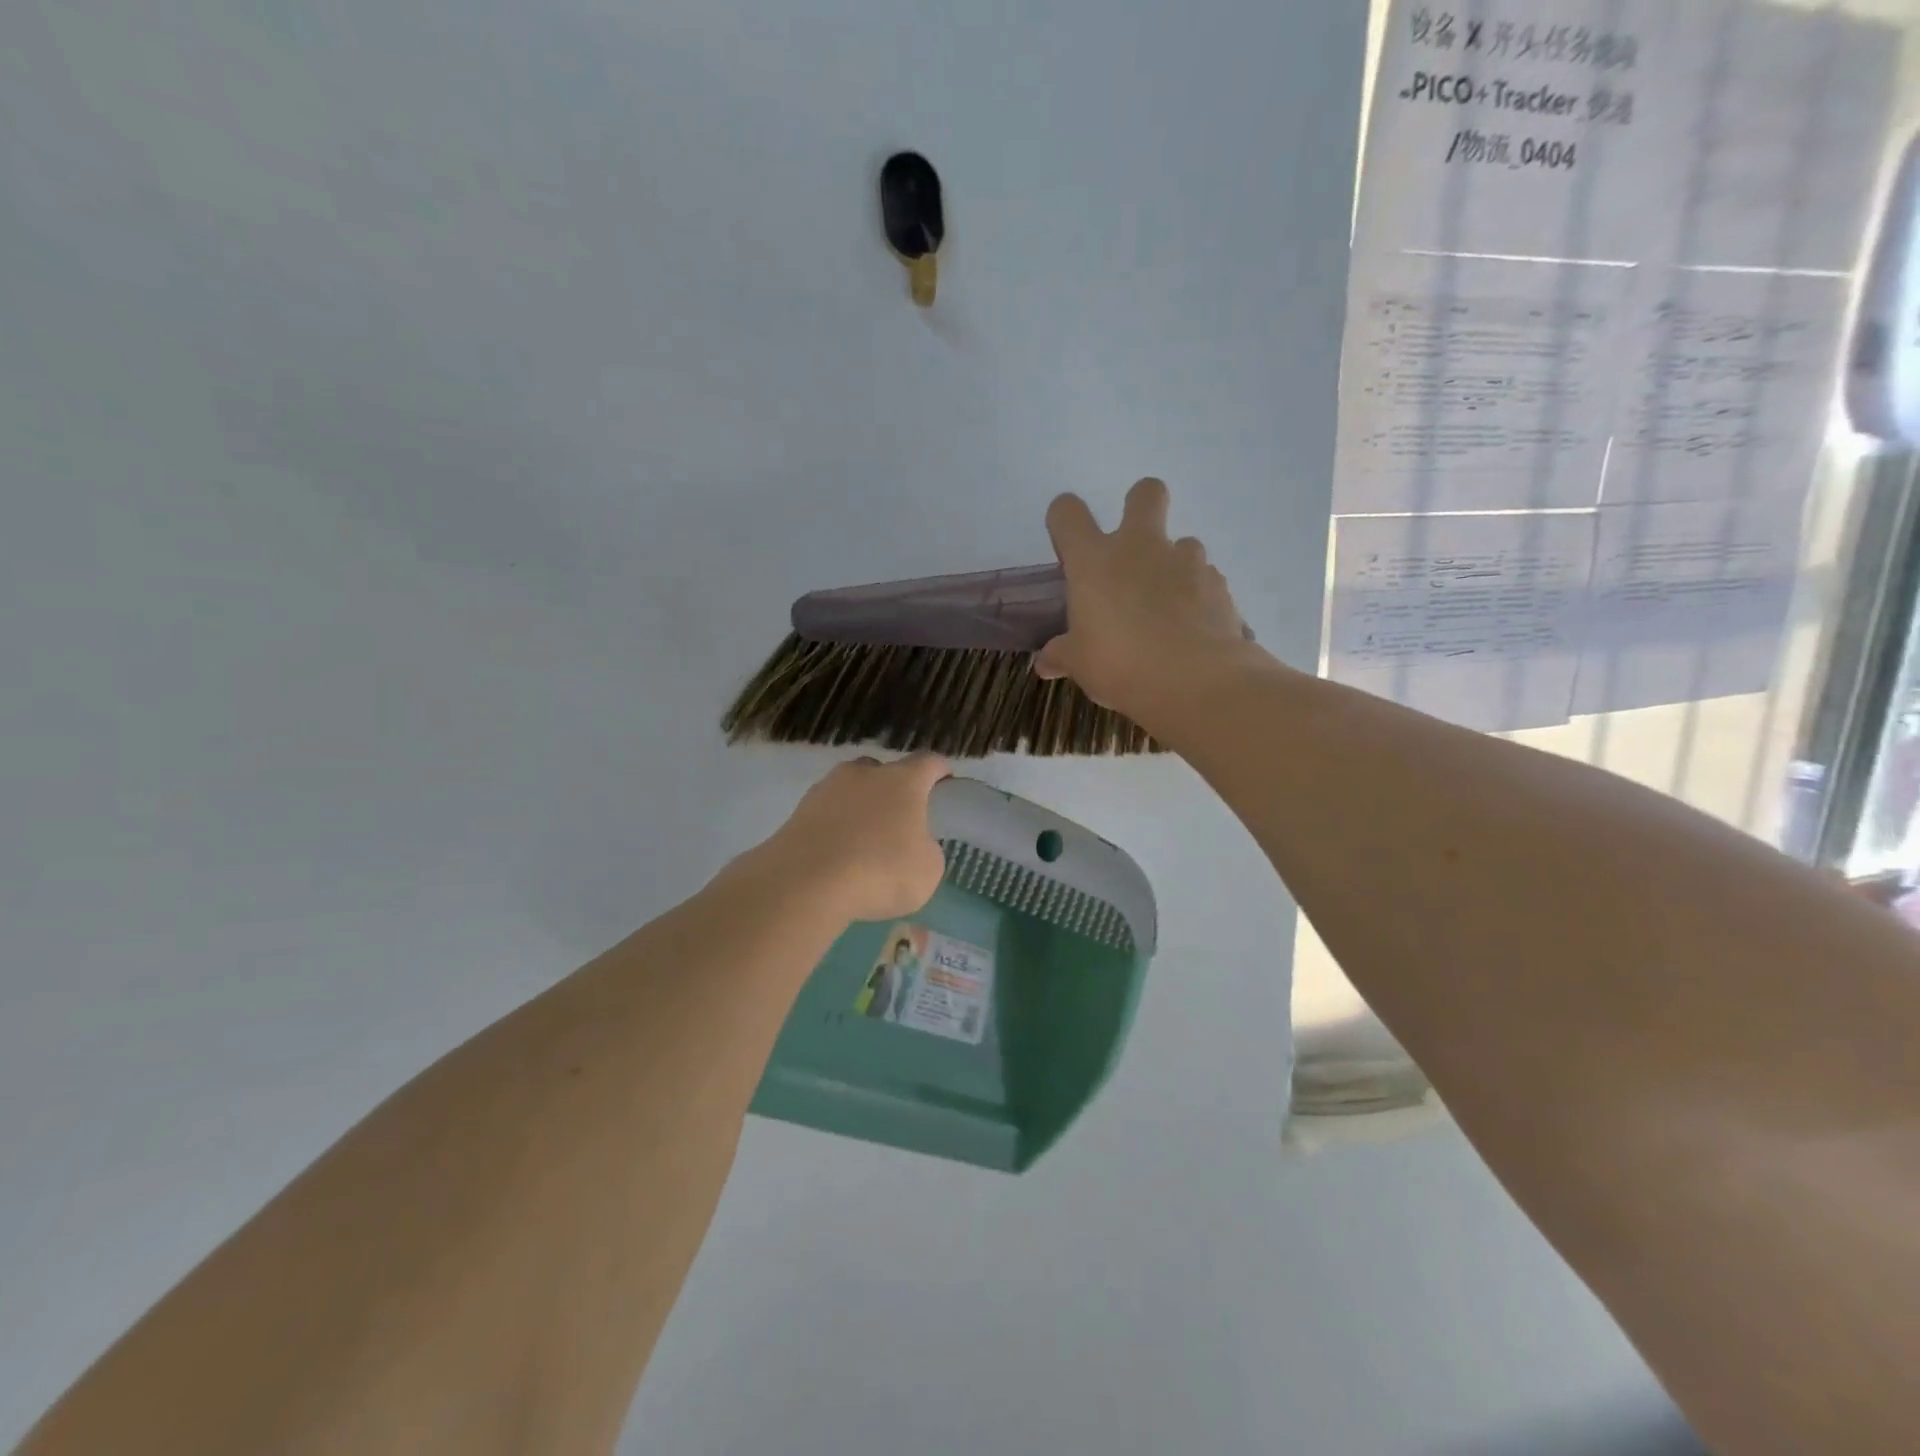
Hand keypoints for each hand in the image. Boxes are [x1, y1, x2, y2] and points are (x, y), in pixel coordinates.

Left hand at [761, 754, 949, 922]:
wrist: (806, 882)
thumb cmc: (880, 871)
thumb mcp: (927, 871)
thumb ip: (927, 850)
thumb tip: (915, 845)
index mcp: (903, 780)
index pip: (929, 763)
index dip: (940, 772)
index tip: (945, 784)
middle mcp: (864, 773)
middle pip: (884, 771)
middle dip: (894, 790)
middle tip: (900, 819)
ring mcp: (827, 788)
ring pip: (851, 790)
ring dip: (860, 808)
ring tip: (863, 841)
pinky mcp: (798, 810)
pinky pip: (827, 813)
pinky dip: (835, 827)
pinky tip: (837, 854)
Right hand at [1036, 478, 1252, 720]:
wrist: (1194, 681)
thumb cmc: (1119, 665)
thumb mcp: (1079, 664)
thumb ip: (1062, 655)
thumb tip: (1045, 662)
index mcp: (1094, 560)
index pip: (1067, 513)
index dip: (1064, 520)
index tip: (1067, 545)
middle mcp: (1140, 547)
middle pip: (1145, 492)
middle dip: (1141, 505)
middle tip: (1133, 547)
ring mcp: (1185, 561)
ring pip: (1183, 542)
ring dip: (1173, 565)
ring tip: (1167, 607)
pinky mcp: (1219, 584)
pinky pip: (1205, 579)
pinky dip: (1197, 597)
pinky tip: (1193, 628)